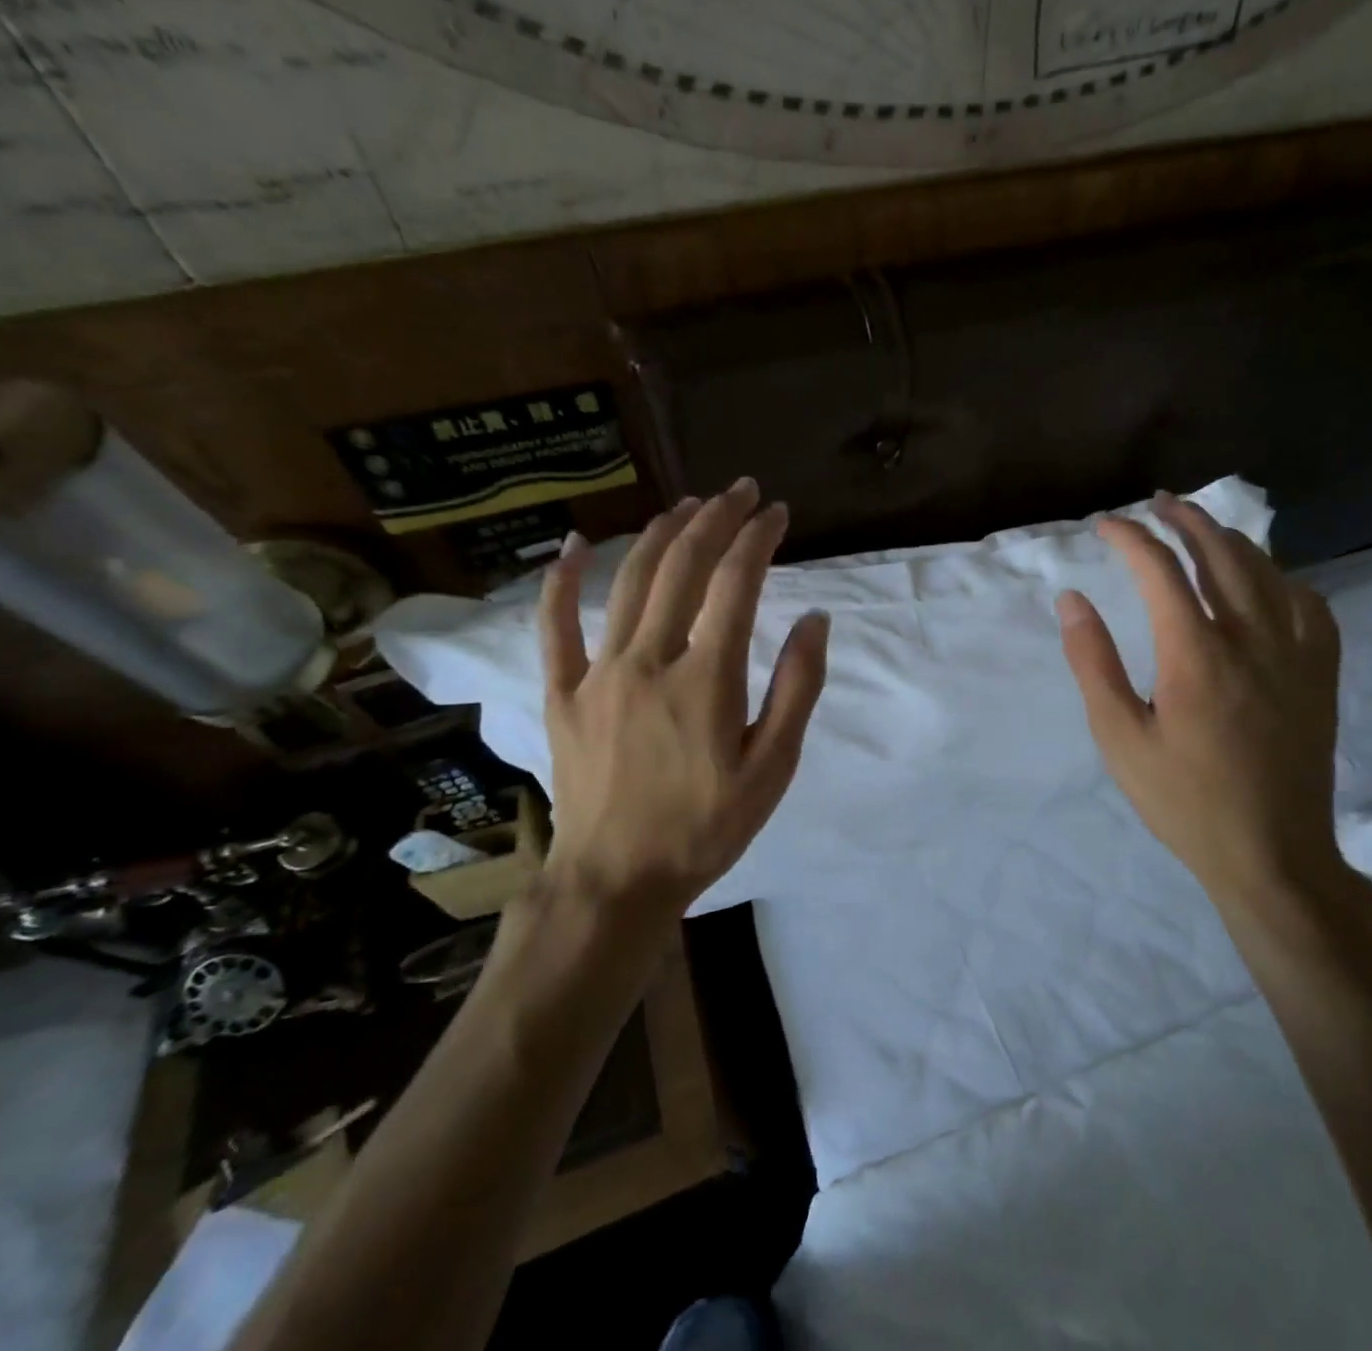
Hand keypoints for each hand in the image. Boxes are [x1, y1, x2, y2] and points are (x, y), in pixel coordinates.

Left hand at [536, 478, 829, 919]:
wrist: (617, 880)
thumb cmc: (707, 828)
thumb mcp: (773, 768)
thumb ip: (797, 689)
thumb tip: (816, 620)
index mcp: (707, 679)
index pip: (736, 583)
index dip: (758, 538)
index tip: (777, 513)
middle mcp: (650, 660)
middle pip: (682, 566)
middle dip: (716, 519)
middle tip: (740, 492)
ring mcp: (598, 673)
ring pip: (629, 581)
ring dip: (660, 533)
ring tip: (688, 504)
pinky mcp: (562, 692)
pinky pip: (555, 625)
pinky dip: (562, 579)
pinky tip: (575, 544)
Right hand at [1057, 492, 1354, 925]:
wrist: (1272, 854)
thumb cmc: (1184, 800)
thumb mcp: (1119, 738)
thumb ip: (1093, 663)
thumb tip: (1071, 601)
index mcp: (1196, 653)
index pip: (1160, 570)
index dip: (1129, 538)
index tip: (1104, 526)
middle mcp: (1251, 638)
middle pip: (1220, 553)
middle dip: (1184, 519)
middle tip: (1157, 503)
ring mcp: (1295, 653)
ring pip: (1267, 571)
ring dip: (1230, 539)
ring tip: (1202, 527)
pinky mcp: (1320, 675)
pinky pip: (1310, 605)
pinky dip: (1282, 578)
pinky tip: (1268, 581)